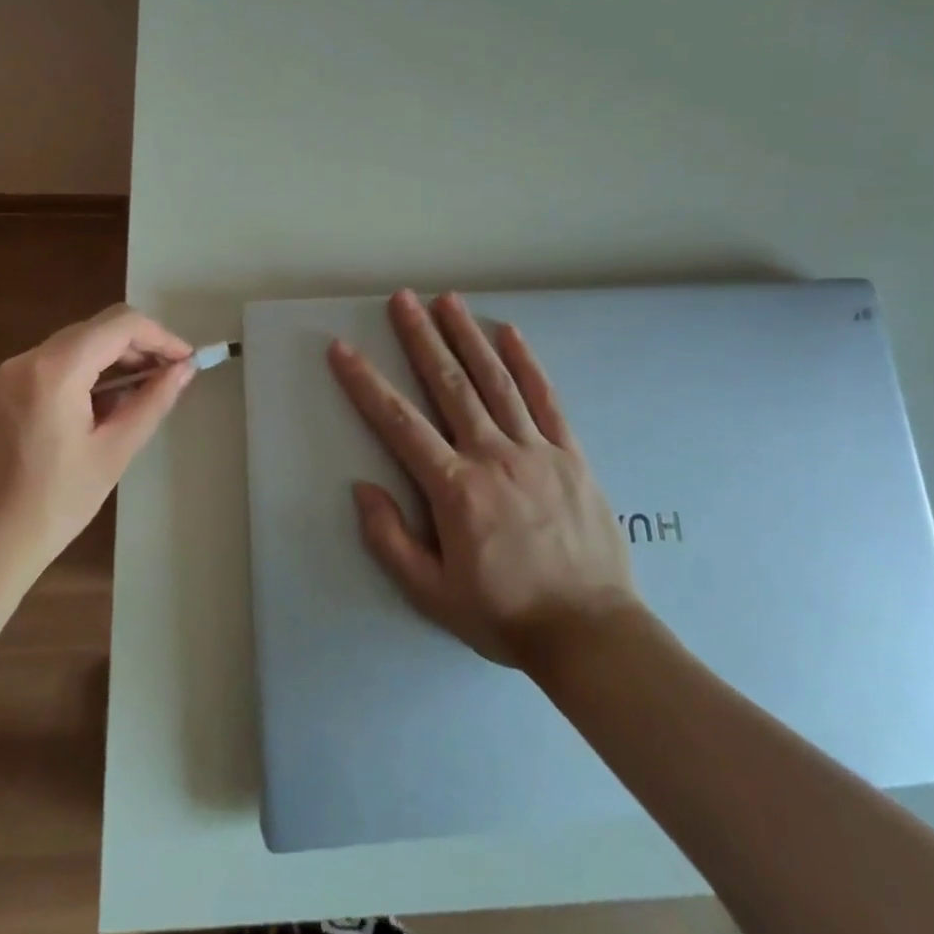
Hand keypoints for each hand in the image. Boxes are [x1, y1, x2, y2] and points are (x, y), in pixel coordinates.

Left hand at [0, 304, 195, 586]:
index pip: (120, 324)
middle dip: (137, 348)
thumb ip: (152, 402)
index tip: (185, 362)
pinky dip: (81, 376)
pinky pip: (49, 368)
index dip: (160, 336)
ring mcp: (4, 376)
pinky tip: (96, 413)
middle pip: (95, 330)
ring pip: (72, 347)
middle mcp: (25, 360)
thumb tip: (184, 369)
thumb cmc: (51, 507)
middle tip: (168, 380)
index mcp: (55, 370)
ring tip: (136, 401)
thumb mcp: (113, 453)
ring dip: (110, 362)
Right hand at [328, 290, 641, 668]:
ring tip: (447, 300)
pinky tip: (510, 334)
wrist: (591, 634)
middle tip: (402, 299)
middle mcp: (492, 455)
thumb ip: (390, 540)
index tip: (343, 349)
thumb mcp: (432, 594)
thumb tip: (361, 488)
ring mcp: (536, 450)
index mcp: (454, 488)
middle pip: (449, 384)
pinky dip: (527, 363)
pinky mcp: (571, 455)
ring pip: (495, 381)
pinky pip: (546, 399)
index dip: (365, 383)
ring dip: (467, 337)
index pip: (399, 422)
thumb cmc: (505, 615)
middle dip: (421, 337)